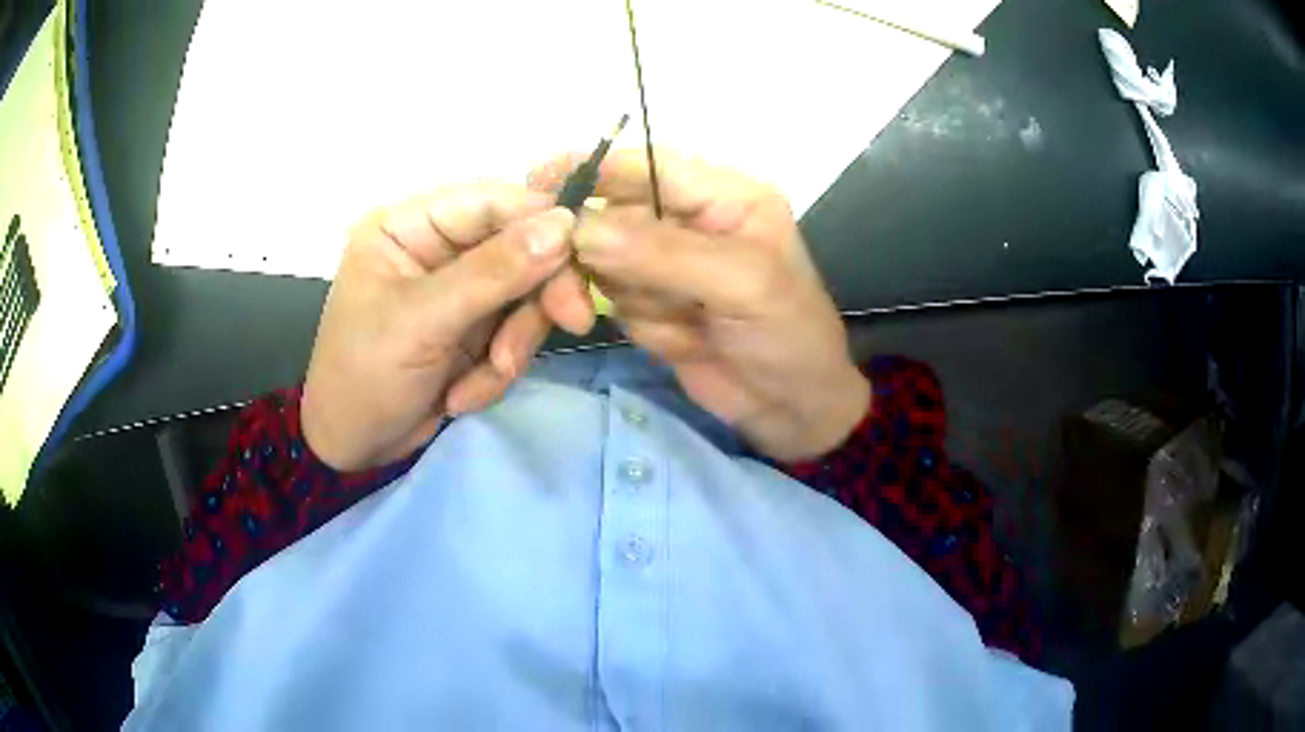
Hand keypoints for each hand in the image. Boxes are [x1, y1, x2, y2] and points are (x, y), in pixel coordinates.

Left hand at [302, 183, 590, 471]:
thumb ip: (493, 273)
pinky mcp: (473, 327)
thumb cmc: (365, 376)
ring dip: (514, 342)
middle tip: (572, 321)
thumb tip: (564, 225)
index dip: (541, 220)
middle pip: (519, 245)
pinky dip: (498, 369)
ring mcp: (459, 289)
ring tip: (486, 376)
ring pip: (525, 293)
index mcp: (409, 226)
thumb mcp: (422, 322)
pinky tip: (461, 395)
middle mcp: (437, 248)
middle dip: (536, 294)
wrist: (354, 451)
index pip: (490, 202)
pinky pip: (514, 333)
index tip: (583, 253)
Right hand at [529, 151, 869, 462]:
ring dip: (637, 302)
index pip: (643, 166)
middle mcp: (689, 221)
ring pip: (605, 265)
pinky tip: (687, 342)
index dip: (590, 170)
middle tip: (576, 296)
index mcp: (723, 196)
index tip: (538, 184)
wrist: (794, 410)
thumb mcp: (742, 285)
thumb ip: (663, 253)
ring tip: (687, 328)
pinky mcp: (652, 305)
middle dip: (598, 257)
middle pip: (610, 215)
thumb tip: (579, 228)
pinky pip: (616, 303)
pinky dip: (643, 326)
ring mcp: (666, 266)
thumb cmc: (789, 335)